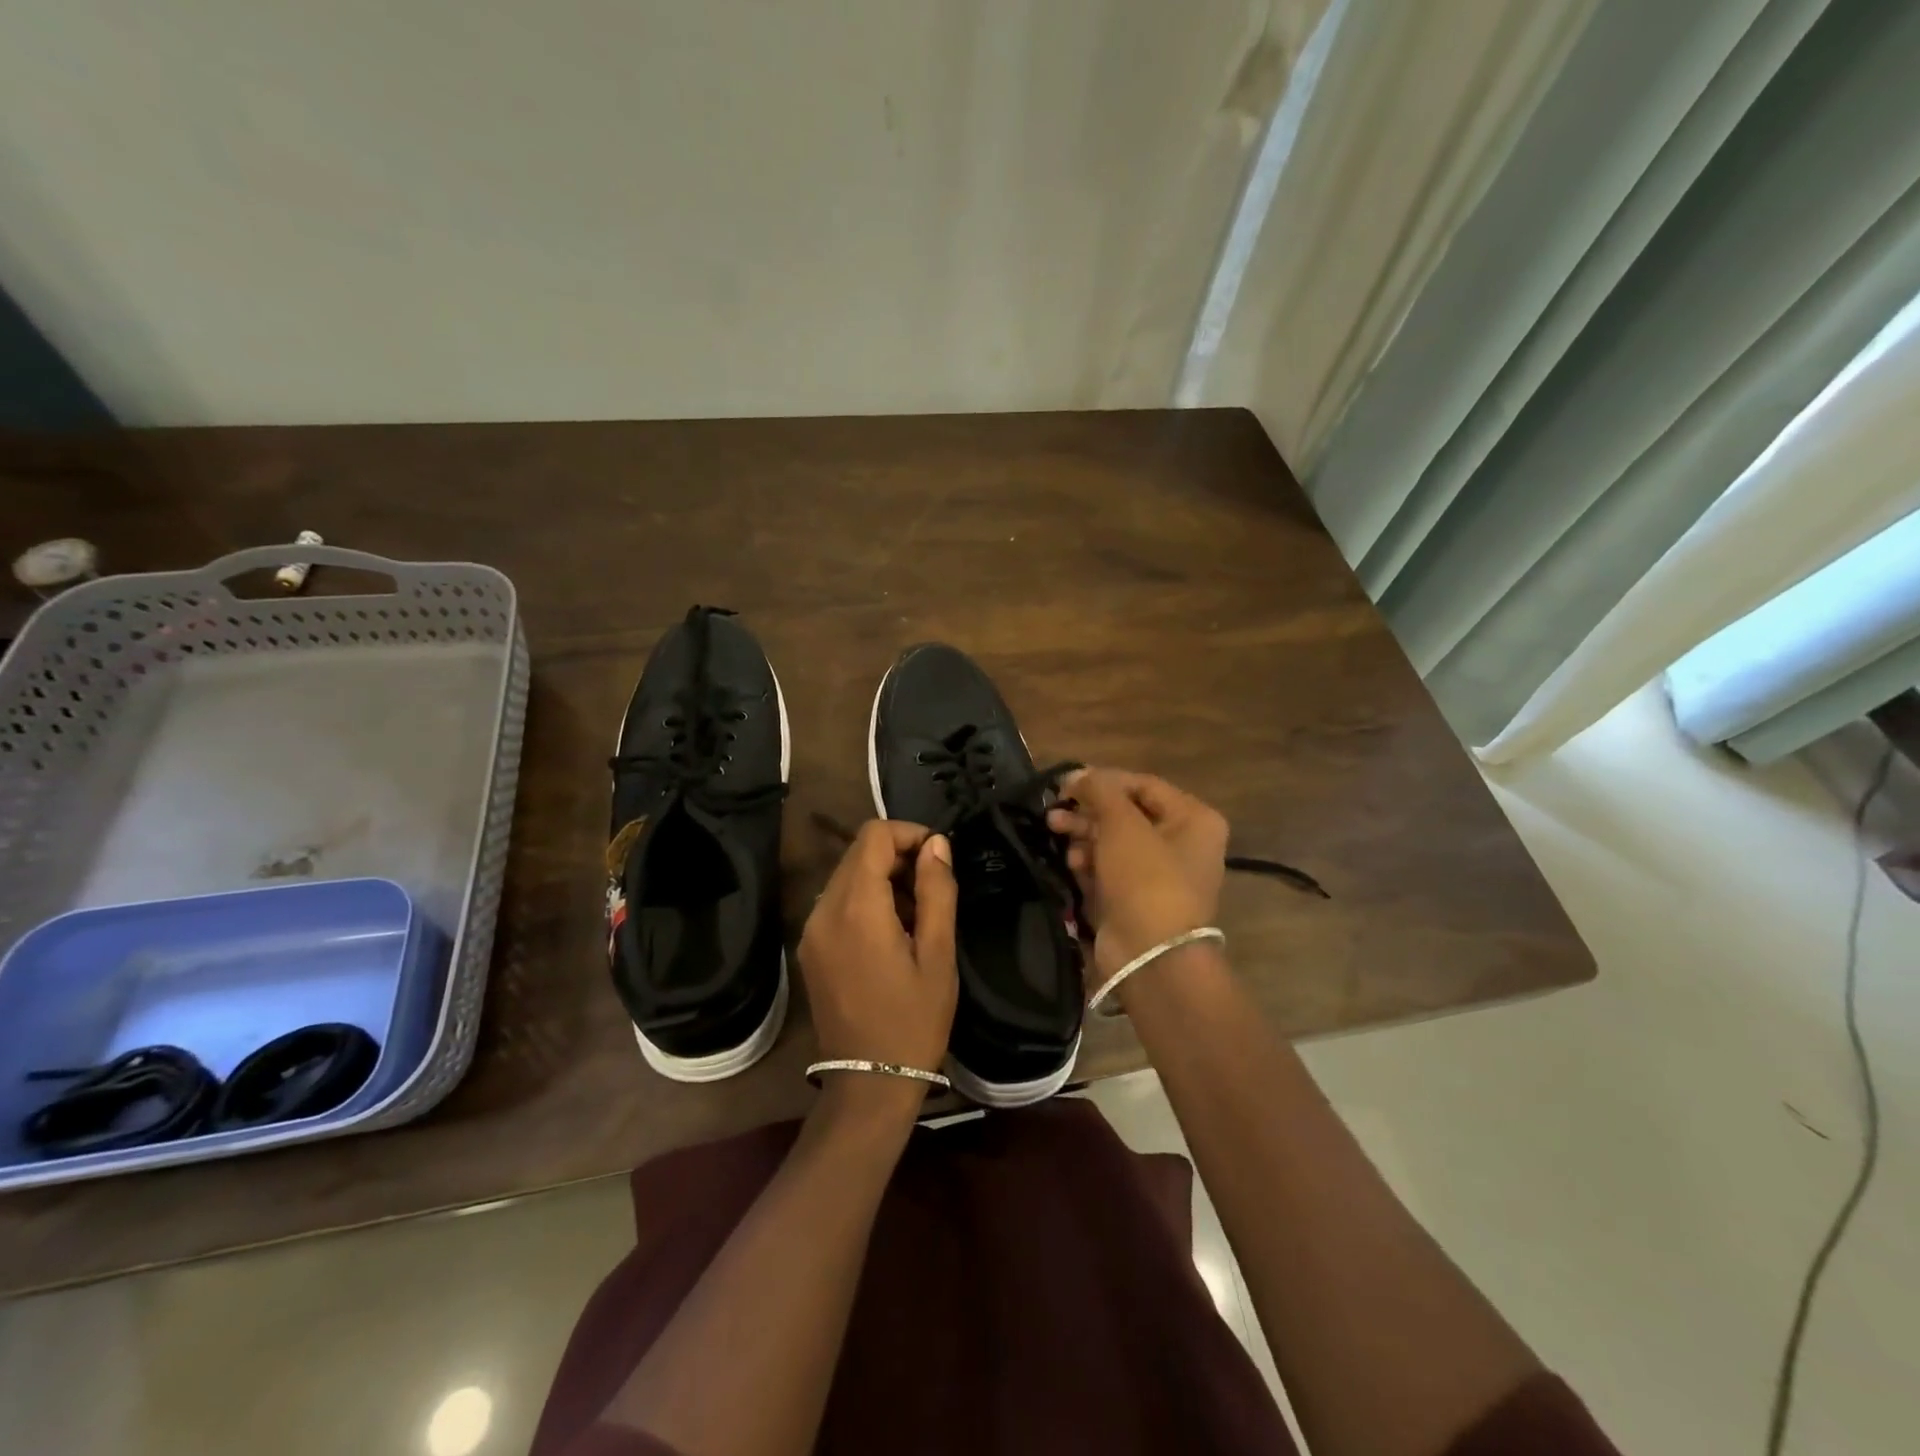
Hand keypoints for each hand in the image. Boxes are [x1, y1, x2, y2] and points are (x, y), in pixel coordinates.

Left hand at [798, 820, 957, 1083]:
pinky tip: (891, 934)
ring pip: (847, 876)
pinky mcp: (809, 948)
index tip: (938, 859)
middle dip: (898, 857)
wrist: (869, 1083)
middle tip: (932, 891)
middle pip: (858, 853)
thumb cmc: (913, 1021)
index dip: (909, 834)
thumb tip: (937, 844)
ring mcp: (811, 930)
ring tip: (916, 917)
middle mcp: (824, 910)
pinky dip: (866, 901)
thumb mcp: (938, 955)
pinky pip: (837, 903)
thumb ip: (937, 891)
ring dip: (883, 879)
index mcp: (856, 908)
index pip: (874, 836)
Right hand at [1047, 768, 1228, 989]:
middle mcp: (1183, 843)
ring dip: (1084, 835)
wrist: (1149, 954)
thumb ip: (1100, 790)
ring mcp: (1160, 874)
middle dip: (1088, 811)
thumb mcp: (1122, 824)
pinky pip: (1110, 869)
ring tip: (1056, 833)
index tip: (1066, 784)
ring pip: (1114, 842)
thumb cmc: (1145, 878)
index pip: (1143, 785)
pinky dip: (1089, 863)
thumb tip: (1078, 774)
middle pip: (1127, 814)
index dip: (1103, 781)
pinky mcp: (1138, 899)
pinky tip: (1071, 863)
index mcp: (1193, 819)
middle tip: (1054, 811)